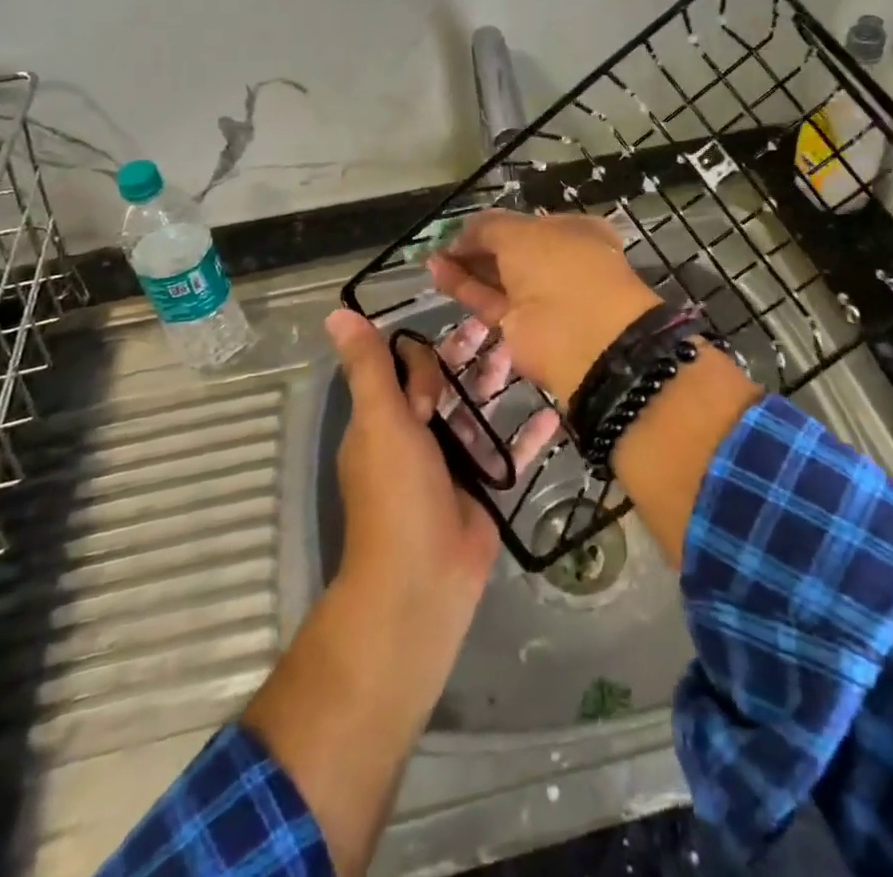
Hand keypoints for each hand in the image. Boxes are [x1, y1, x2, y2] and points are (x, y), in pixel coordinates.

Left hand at [240, 310, 559, 873]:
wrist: (423, 580)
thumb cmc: (397, 492)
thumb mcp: (380, 420)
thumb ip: (368, 367)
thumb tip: (335, 311)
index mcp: (386, 419)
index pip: (408, 368)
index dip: (430, 351)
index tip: (457, 337)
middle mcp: (417, 436)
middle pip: (447, 384)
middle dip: (472, 357)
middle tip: (506, 327)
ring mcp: (453, 462)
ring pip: (478, 411)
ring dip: (499, 384)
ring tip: (531, 354)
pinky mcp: (485, 487)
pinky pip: (509, 451)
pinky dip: (529, 433)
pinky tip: (556, 411)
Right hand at [429, 210, 663, 401]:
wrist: (582, 337)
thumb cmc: (561, 268)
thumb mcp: (522, 232)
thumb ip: (488, 227)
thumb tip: (462, 233)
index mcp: (574, 233)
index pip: (528, 224)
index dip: (495, 225)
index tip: (462, 227)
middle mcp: (560, 263)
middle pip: (511, 252)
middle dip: (476, 247)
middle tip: (441, 244)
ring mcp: (542, 298)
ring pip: (498, 278)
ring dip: (465, 267)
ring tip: (432, 257)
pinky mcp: (521, 327)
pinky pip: (489, 301)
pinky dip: (464, 287)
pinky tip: (437, 272)